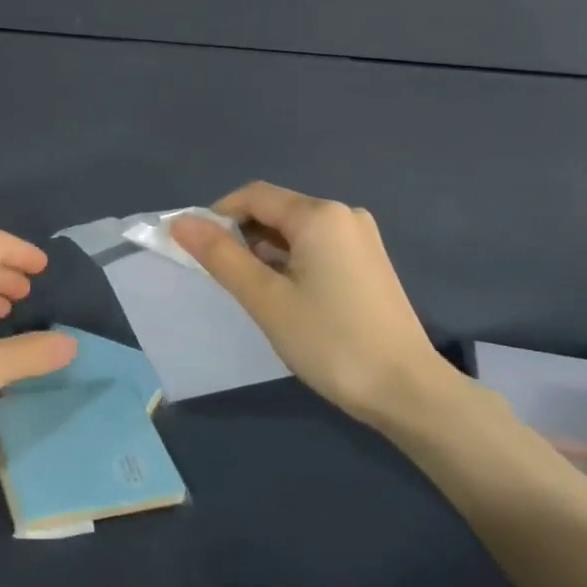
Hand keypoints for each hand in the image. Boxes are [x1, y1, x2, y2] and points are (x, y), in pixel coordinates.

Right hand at [170, 182, 464, 426]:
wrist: (406, 390)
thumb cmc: (329, 341)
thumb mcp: (265, 298)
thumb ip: (220, 256)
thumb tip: (180, 222)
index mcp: (319, 215)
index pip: (252, 196)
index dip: (217, 217)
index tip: (198, 253)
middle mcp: (344, 214)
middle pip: (275, 210)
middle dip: (242, 237)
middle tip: (225, 280)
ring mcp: (361, 238)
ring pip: (295, 231)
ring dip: (265, 253)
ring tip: (256, 295)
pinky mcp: (369, 262)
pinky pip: (317, 247)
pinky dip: (291, 263)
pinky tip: (288, 299)